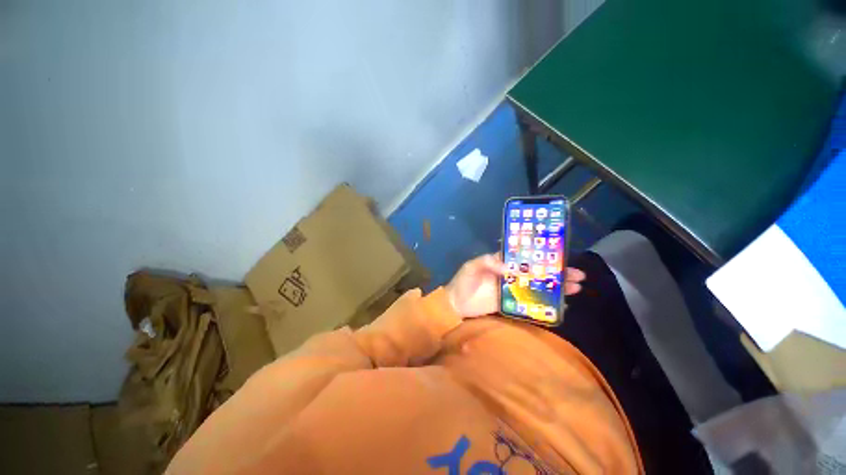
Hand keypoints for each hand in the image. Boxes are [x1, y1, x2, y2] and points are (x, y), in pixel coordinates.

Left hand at [445, 253, 585, 318]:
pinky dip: (544, 303)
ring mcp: (512, 290)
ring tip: (576, 288)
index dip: (543, 257)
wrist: (455, 304)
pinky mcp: (511, 304)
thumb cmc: (463, 281)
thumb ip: (488, 262)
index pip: (526, 257)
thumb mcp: (472, 266)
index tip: (561, 257)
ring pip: (537, 287)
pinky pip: (530, 303)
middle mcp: (511, 275)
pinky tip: (560, 304)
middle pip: (537, 272)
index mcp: (502, 263)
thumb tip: (510, 267)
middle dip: (557, 273)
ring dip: (556, 287)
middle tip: (578, 275)